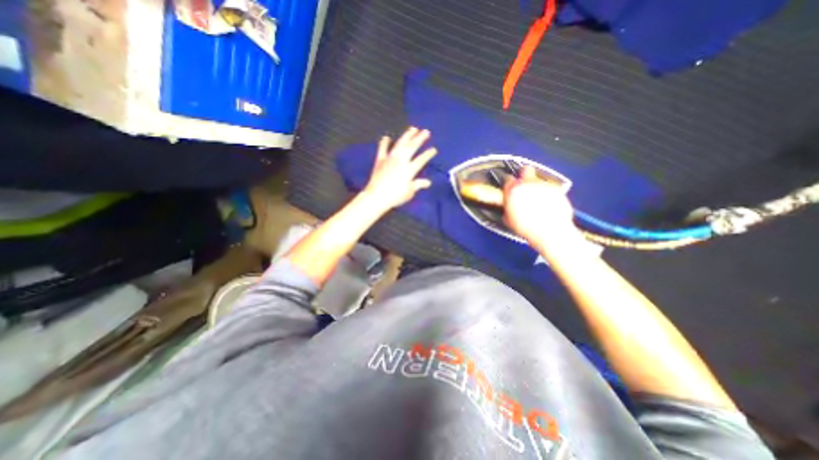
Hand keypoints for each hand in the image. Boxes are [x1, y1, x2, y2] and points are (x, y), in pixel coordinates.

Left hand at [363, 125, 438, 211]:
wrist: (376, 196)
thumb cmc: (395, 196)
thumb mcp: (409, 193)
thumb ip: (418, 185)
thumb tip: (428, 182)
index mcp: (409, 170)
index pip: (421, 159)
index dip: (428, 154)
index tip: (434, 149)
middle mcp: (400, 161)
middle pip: (412, 147)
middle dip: (420, 138)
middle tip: (426, 132)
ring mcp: (390, 159)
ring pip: (400, 144)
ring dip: (407, 135)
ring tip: (413, 129)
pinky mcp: (380, 160)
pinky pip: (382, 149)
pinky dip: (385, 142)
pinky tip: (387, 137)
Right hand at [499, 165, 581, 251]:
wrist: (550, 231)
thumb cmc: (528, 227)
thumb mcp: (509, 219)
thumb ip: (507, 207)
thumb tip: (507, 206)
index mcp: (513, 190)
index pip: (507, 179)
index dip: (508, 184)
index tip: (509, 188)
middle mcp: (529, 184)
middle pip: (525, 170)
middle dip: (524, 175)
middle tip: (524, 184)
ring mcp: (544, 185)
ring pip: (539, 179)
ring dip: (537, 186)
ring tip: (537, 199)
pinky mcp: (557, 189)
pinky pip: (551, 187)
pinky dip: (549, 193)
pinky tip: (547, 203)